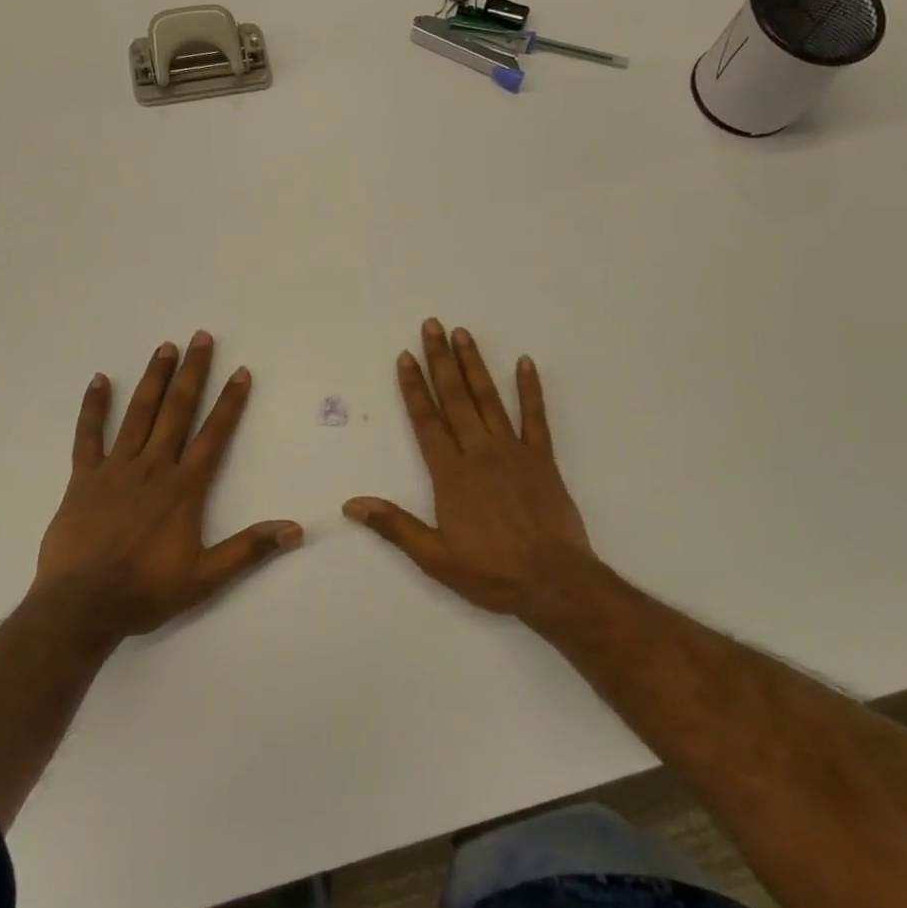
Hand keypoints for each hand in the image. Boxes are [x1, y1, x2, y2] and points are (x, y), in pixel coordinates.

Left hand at [32, 331, 301, 643]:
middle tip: (201, 338)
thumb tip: (295, 530)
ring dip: (154, 379)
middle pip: (176, 411)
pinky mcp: (84, 478)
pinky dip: (94, 407)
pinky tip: (100, 380)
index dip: (229, 403)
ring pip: (138, 414)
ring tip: (165, 347)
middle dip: (192, 373)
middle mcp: (153, 468)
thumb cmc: (145, 591)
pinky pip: (88, 436)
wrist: (80, 608)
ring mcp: (115, 469)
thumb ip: (249, 550)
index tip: (240, 372)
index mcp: (183, 488)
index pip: (213, 435)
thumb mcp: (205, 578)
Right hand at [343, 319, 596, 620]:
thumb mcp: (435, 557)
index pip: (426, 421)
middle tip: (431, 326)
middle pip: (455, 398)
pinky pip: (536, 417)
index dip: (413, 387)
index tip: (405, 357)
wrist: (554, 581)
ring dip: (474, 364)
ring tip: (463, 334)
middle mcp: (479, 452)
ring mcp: (513, 451)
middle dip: (440, 360)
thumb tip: (352, 505)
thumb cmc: (491, 572)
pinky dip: (531, 389)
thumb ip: (395, 526)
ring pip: (489, 399)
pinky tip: (526, 363)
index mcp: (450, 474)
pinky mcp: (542, 458)